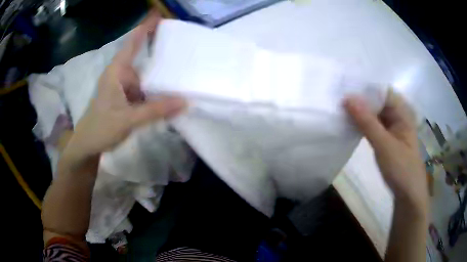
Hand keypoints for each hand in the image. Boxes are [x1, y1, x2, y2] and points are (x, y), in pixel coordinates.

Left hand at [64, 11, 185, 165]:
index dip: (145, 27)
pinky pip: (142, 91)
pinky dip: (153, 94)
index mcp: (117, 72)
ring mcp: (122, 88)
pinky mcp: (123, 99)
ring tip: (180, 79)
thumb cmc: (101, 129)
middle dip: (160, 56)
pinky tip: (165, 99)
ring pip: (144, 78)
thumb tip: (185, 101)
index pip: (133, 42)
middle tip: (183, 52)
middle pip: (143, 60)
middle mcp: (120, 75)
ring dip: (158, 81)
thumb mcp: (128, 120)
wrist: (86, 145)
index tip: (160, 15)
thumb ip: (156, 110)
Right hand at [344, 89, 427, 215]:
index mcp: (402, 112)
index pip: (382, 91)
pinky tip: (350, 123)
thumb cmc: (401, 169)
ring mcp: (392, 127)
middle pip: (377, 101)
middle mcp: (397, 116)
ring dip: (360, 112)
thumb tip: (348, 98)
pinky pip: (373, 125)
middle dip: (360, 100)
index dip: (365, 88)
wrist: (408, 194)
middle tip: (339, 98)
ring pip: (374, 113)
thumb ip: (367, 122)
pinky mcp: (386, 138)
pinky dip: (363, 123)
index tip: (345, 89)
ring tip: (341, 109)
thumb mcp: (384, 145)